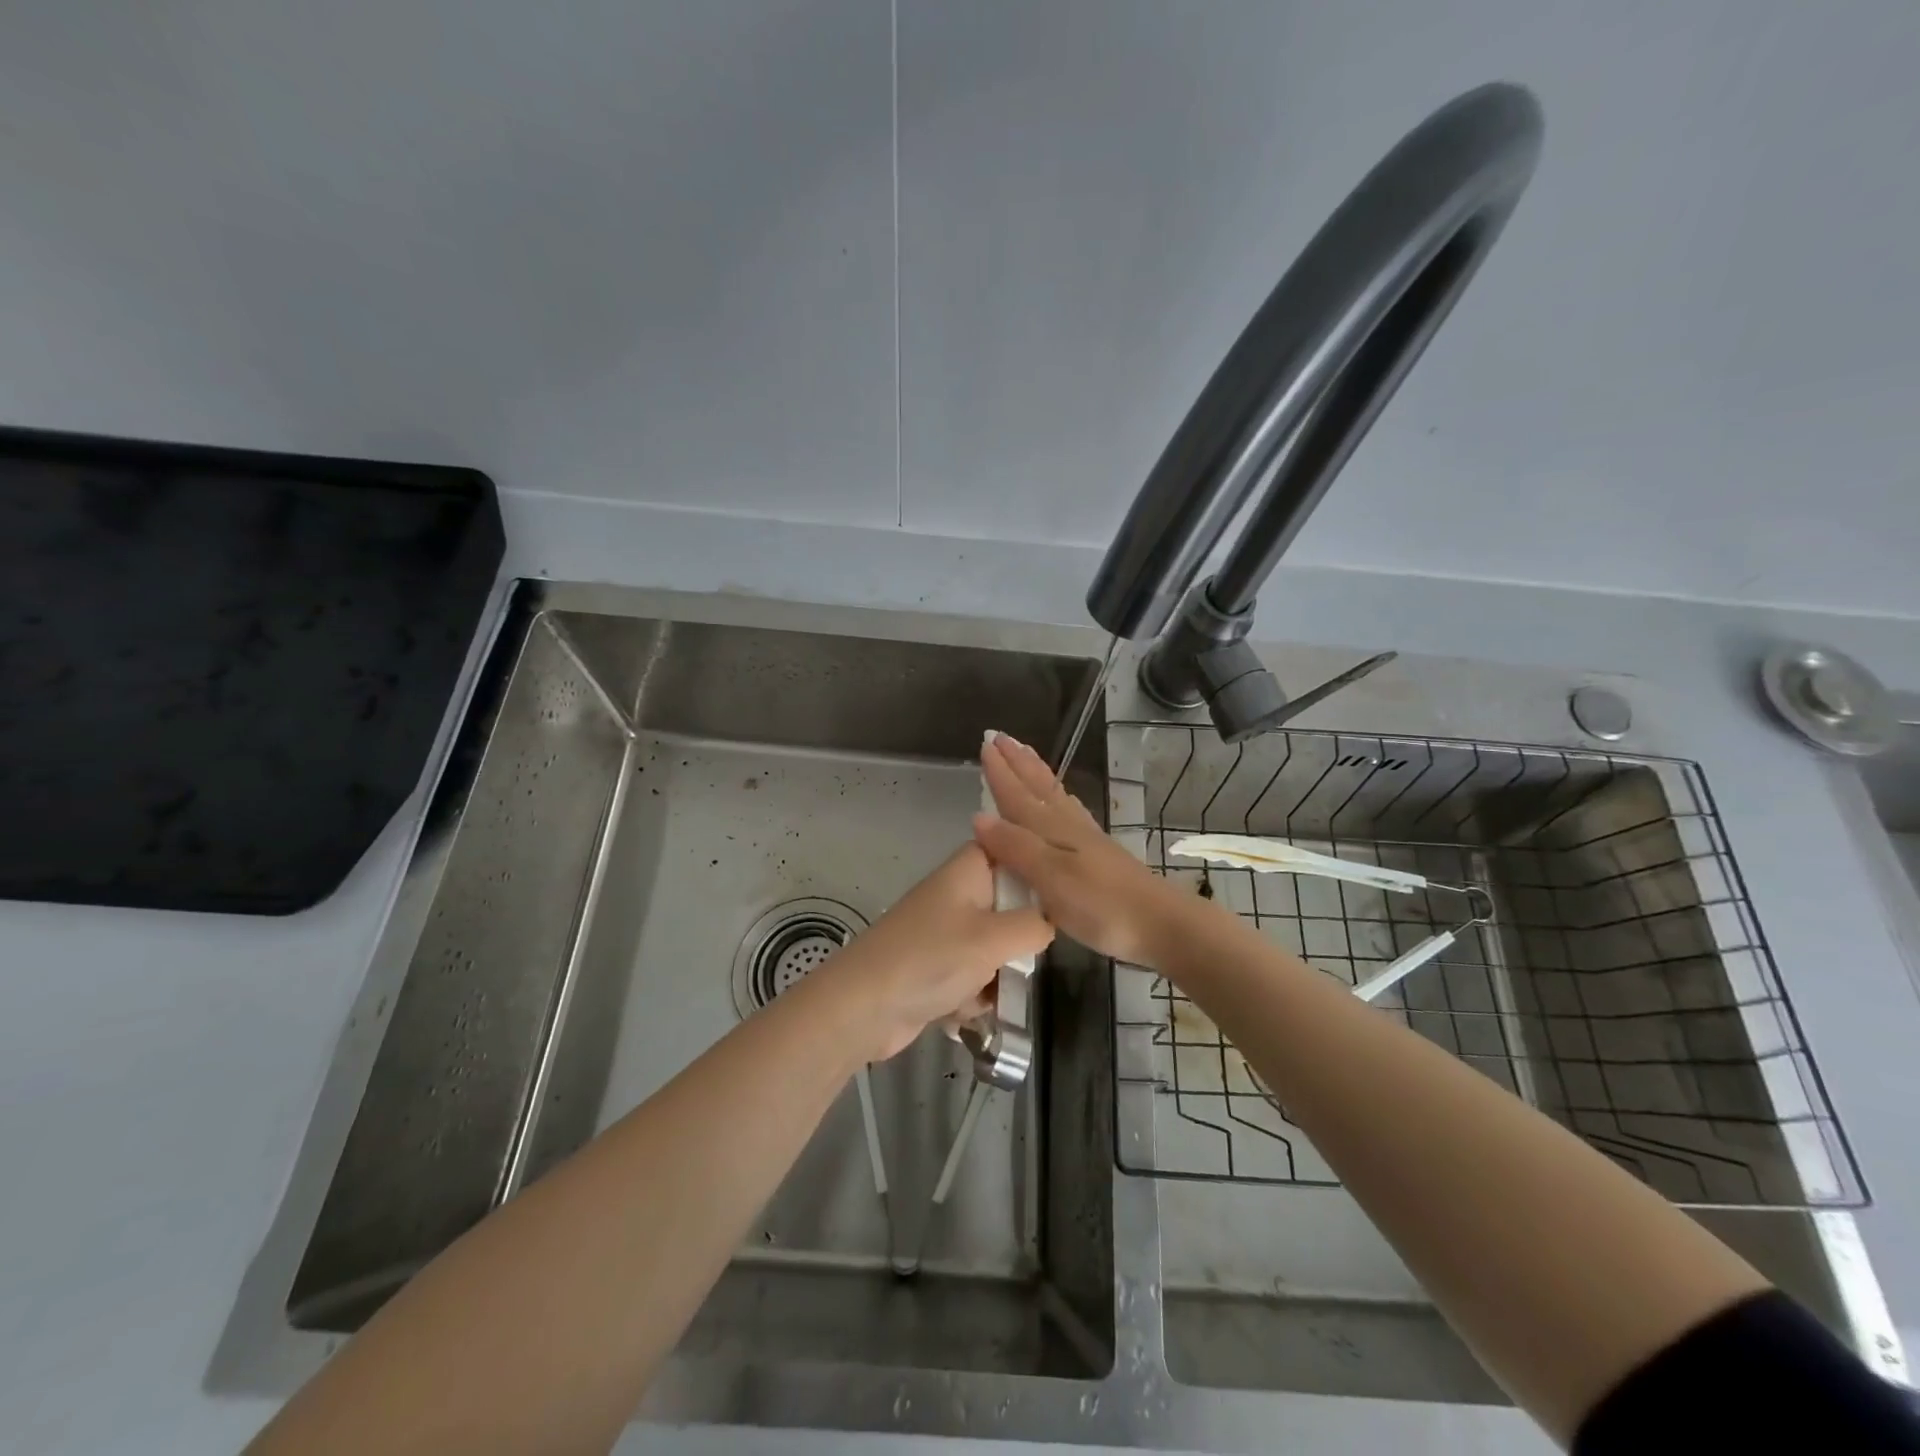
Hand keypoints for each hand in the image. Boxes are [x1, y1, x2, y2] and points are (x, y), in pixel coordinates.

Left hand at [818, 842, 1054, 1062]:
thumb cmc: (931, 958)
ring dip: (996, 976)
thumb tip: (1048, 923)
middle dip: (1018, 941)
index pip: (1013, 849)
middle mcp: (958, 894)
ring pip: (995, 948)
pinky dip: (972, 995)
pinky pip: (973, 976)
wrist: (863, 1007)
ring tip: (986, 993)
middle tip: (1019, 960)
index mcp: (969, 870)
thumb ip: (1035, 925)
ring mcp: (945, 932)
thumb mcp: (995, 938)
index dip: (1037, 870)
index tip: (1061, 897)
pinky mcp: (936, 967)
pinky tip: (962, 1011)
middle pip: (1010, 906)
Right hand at [973, 732, 1196, 966]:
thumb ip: (1016, 847)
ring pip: (1054, 795)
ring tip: (1025, 754)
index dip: (1000, 772)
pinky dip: (1058, 797)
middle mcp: (1068, 826)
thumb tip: (978, 817)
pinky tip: (1062, 801)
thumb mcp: (1051, 879)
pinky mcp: (1099, 854)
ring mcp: (1086, 838)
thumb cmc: (1101, 905)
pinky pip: (1070, 811)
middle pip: (1037, 788)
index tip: (984, 743)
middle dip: (1017, 763)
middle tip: (1000, 737)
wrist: (1161, 924)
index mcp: (1052, 830)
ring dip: (1036, 774)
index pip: (1017, 795)